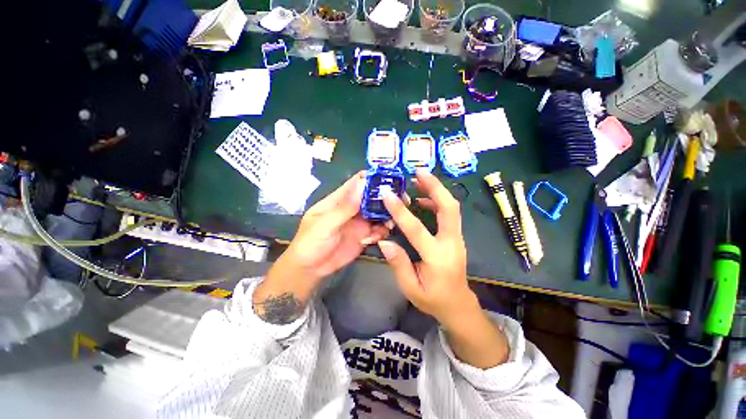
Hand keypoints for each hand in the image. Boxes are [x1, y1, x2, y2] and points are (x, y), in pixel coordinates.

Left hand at [255, 171, 389, 323]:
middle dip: (386, 197)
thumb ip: (344, 207)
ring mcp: (359, 222)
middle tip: (402, 201)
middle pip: (373, 196)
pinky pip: (378, 229)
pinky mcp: (364, 235)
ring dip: (387, 216)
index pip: (357, 182)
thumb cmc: (310, 243)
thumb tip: (363, 184)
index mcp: (339, 199)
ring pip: (379, 212)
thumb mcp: (325, 225)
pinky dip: (382, 231)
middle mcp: (352, 208)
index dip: (373, 178)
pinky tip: (377, 238)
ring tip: (389, 224)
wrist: (310, 270)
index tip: (391, 179)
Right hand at [377, 170, 477, 327]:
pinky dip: (436, 201)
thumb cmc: (433, 299)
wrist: (458, 304)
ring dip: (436, 190)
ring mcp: (457, 238)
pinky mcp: (456, 236)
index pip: (417, 229)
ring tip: (418, 179)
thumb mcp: (411, 288)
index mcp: (437, 258)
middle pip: (449, 208)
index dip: (401, 211)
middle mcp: (451, 243)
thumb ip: (398, 264)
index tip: (387, 194)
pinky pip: (449, 213)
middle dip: (435, 187)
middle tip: (418, 172)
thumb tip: (384, 242)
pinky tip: (422, 200)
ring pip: (452, 207)